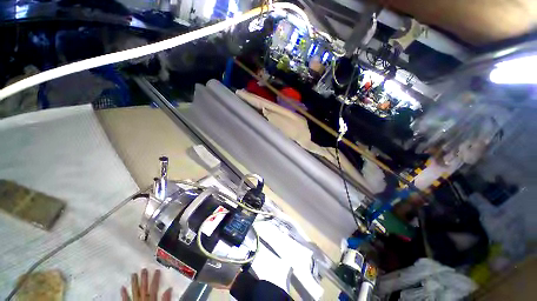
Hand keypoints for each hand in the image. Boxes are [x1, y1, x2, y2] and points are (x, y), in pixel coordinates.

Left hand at [121, 269, 171, 300]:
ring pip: (134, 292)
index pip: (154, 288)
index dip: (155, 279)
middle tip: (143, 269)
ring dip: (134, 283)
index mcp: (151, 300)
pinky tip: (122, 287)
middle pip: (143, 288)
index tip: (157, 270)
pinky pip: (125, 300)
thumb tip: (169, 288)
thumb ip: (165, 300)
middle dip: (144, 279)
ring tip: (133, 275)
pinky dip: (124, 294)